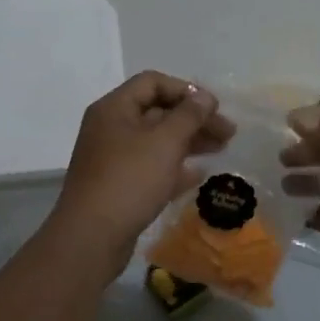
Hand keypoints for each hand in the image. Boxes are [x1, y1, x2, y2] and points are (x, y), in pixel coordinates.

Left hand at [50, 72, 233, 272]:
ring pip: (157, 140)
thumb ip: (189, 115)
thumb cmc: (130, 180)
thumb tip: (205, 97)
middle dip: (194, 119)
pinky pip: (151, 167)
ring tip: (221, 149)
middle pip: (158, 111)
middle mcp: (111, 128)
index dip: (186, 90)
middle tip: (228, 133)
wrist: (92, 237)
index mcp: (115, 109)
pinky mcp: (119, 185)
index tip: (214, 108)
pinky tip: (199, 175)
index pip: (153, 82)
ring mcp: (113, 158)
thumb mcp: (165, 142)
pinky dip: (175, 167)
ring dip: (190, 141)